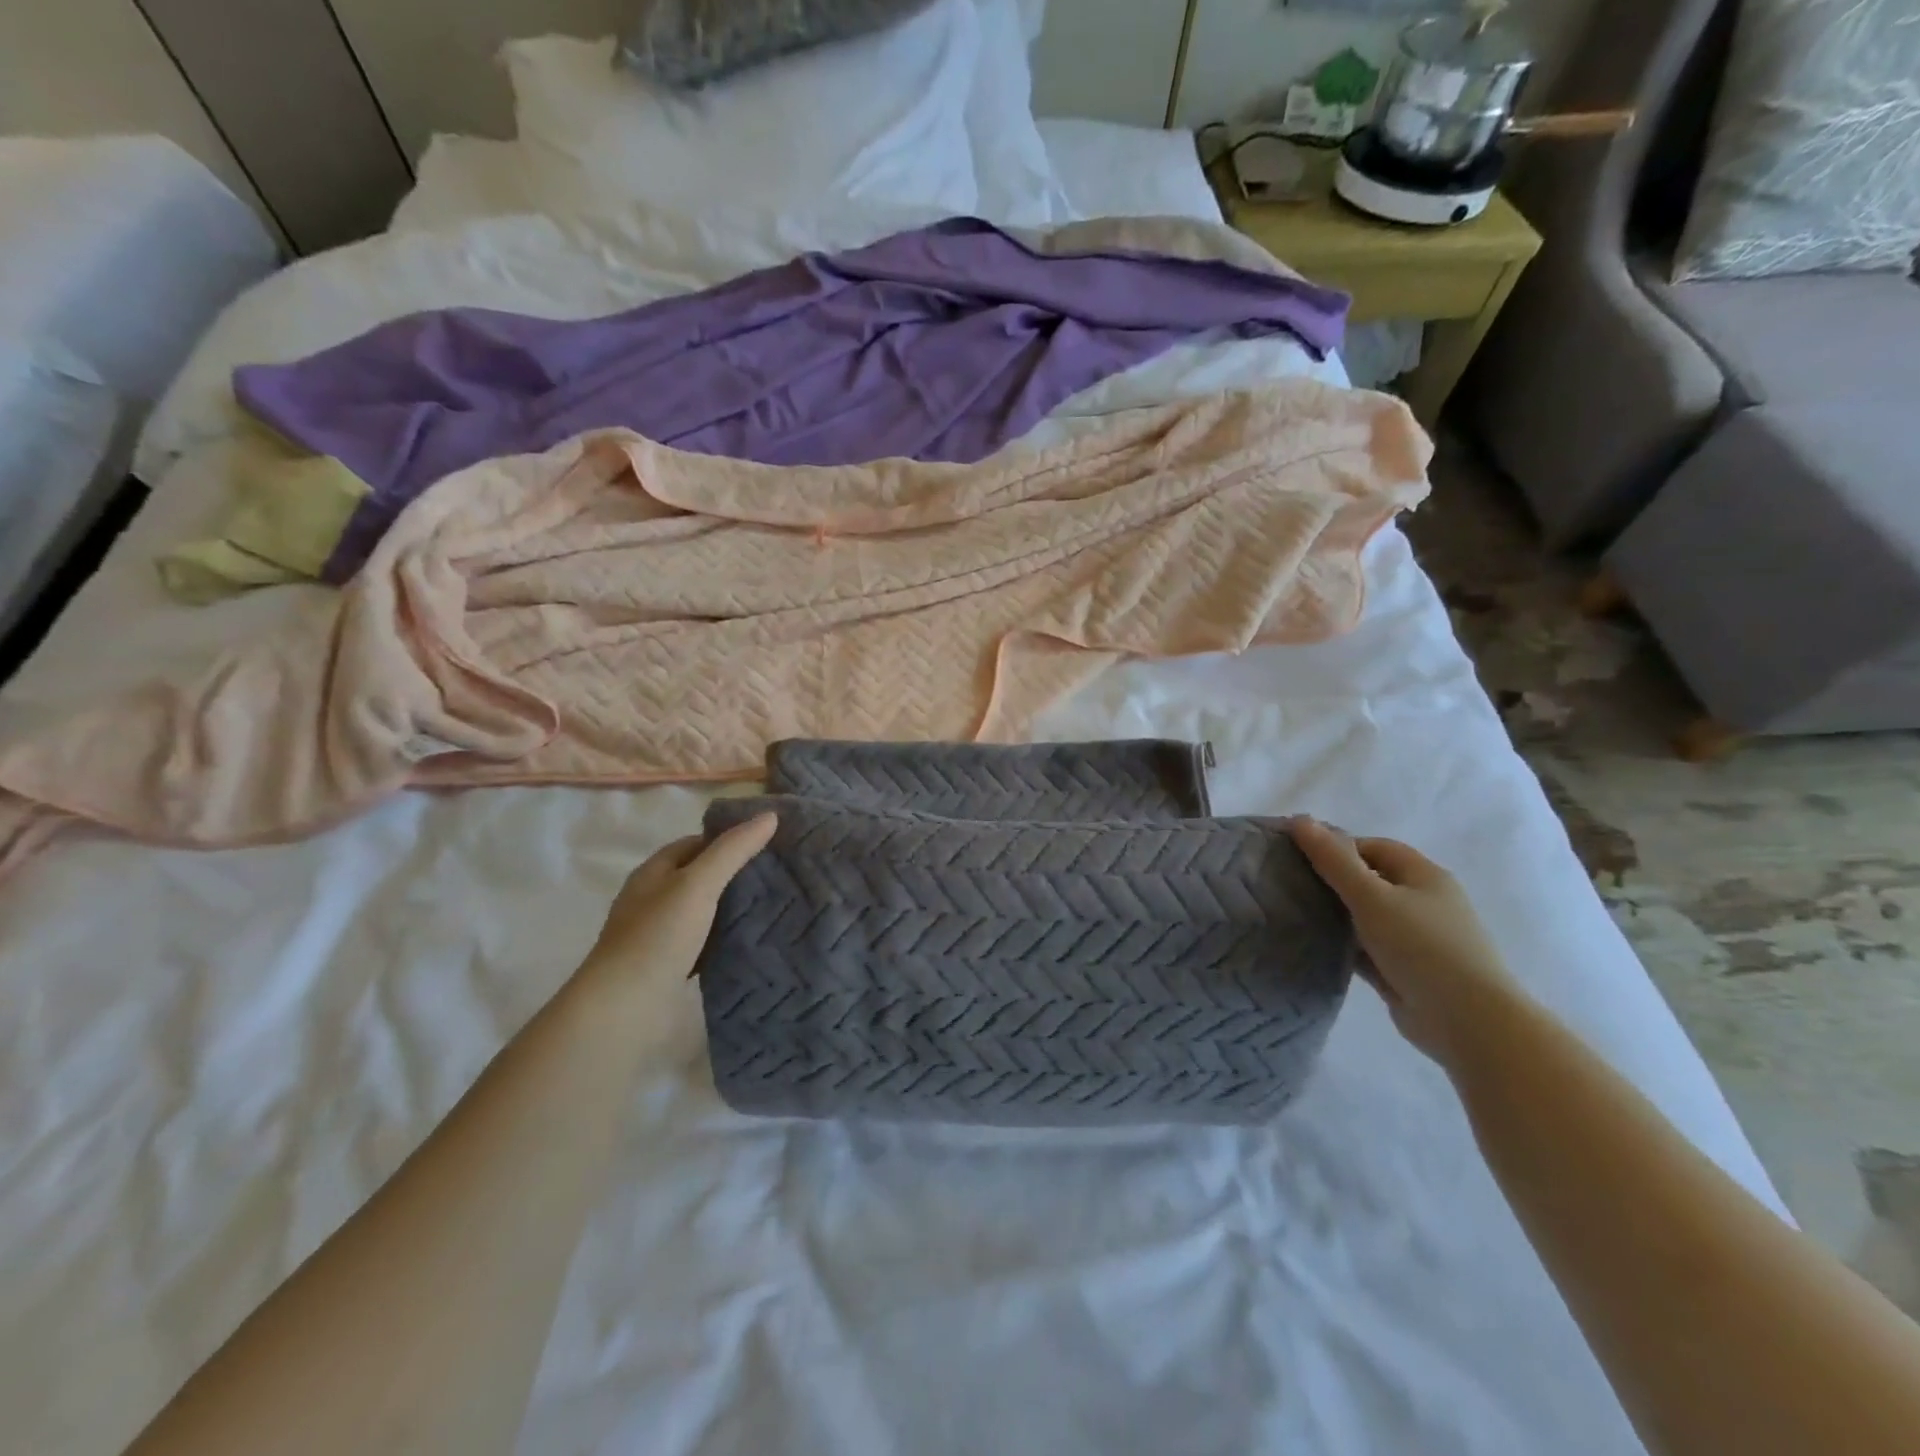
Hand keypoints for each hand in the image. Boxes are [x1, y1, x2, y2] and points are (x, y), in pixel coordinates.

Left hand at [579, 812, 776, 1000]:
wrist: (624, 1009)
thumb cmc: (658, 936)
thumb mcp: (698, 883)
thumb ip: (733, 850)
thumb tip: (769, 816)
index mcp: (653, 873)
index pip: (695, 844)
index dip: (728, 840)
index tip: (767, 843)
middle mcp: (652, 900)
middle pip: (699, 877)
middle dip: (734, 874)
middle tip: (777, 874)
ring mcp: (658, 935)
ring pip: (703, 912)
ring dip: (731, 909)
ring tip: (773, 905)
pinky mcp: (668, 967)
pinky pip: (703, 944)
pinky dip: (724, 940)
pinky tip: (750, 942)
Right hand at [1290, 818, 1523, 1069]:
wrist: (1469, 1023)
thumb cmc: (1423, 947)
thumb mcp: (1372, 897)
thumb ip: (1333, 860)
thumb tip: (1299, 819)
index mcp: (1424, 876)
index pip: (1374, 848)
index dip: (1337, 847)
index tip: (1299, 857)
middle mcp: (1424, 903)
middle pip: (1370, 881)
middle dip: (1332, 880)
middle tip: (1289, 884)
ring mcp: (1417, 940)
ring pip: (1366, 917)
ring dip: (1336, 915)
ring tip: (1293, 913)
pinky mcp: (1405, 971)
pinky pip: (1367, 949)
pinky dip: (1344, 945)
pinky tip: (1313, 946)